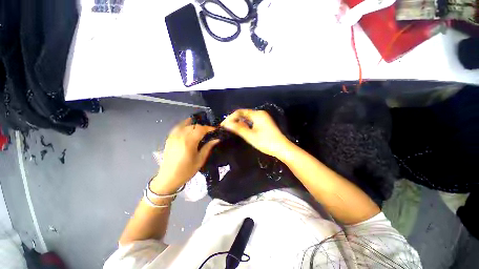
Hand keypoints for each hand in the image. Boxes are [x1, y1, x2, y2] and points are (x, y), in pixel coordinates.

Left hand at [151, 118, 218, 194]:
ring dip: (194, 126)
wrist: (168, 178)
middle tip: (209, 132)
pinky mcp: (169, 139)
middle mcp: (181, 136)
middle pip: (194, 126)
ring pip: (186, 125)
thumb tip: (217, 139)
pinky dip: (184, 124)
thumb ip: (208, 147)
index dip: (209, 128)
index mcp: (189, 142)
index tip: (215, 130)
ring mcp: (174, 137)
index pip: (201, 129)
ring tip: (200, 129)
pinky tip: (188, 125)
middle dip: (203, 127)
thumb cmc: (186, 171)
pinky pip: (177, 127)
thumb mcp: (200, 160)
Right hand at [221, 109, 290, 157]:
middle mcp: (260, 114)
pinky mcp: (264, 124)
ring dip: (239, 123)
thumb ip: (238, 128)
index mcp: (257, 114)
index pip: (240, 112)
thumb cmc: (266, 142)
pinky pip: (252, 122)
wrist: (282, 148)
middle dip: (234, 120)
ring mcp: (263, 118)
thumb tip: (226, 124)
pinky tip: (241, 130)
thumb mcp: (250, 136)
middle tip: (226, 128)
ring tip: (231, 129)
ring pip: (247, 118)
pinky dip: (245, 125)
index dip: (230, 118)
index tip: (223, 125)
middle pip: (244, 114)